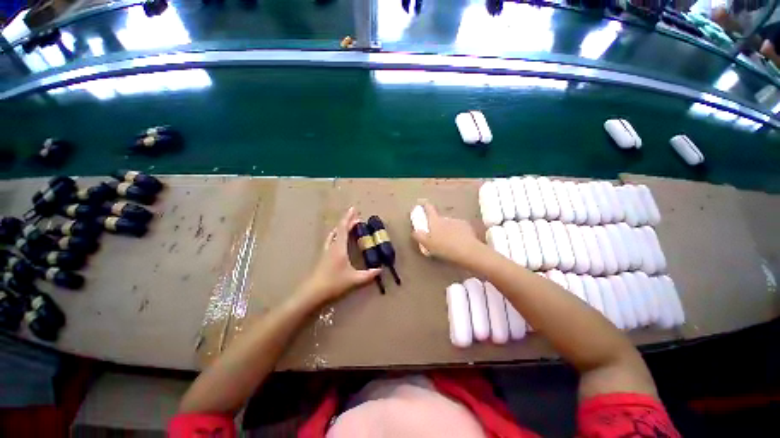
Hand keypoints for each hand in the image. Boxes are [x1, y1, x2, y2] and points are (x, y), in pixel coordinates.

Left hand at [298, 207, 381, 304]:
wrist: (312, 293)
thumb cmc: (333, 283)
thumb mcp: (354, 279)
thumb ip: (368, 275)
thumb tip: (380, 270)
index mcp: (339, 248)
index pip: (343, 228)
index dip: (349, 218)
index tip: (353, 209)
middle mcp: (331, 246)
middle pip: (339, 229)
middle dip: (347, 221)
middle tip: (356, 217)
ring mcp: (326, 251)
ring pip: (333, 234)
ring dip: (341, 228)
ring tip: (347, 225)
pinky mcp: (323, 257)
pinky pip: (330, 241)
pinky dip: (336, 235)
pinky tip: (337, 240)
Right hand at [411, 200, 485, 265]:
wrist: (468, 251)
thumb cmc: (444, 248)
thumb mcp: (427, 244)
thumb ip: (419, 236)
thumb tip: (414, 231)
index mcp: (435, 221)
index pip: (429, 208)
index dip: (425, 205)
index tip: (422, 202)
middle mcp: (446, 218)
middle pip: (439, 218)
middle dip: (437, 224)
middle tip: (437, 235)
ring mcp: (457, 221)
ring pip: (449, 224)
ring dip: (448, 229)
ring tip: (448, 241)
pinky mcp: (467, 227)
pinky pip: (459, 228)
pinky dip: (458, 233)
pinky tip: (459, 241)